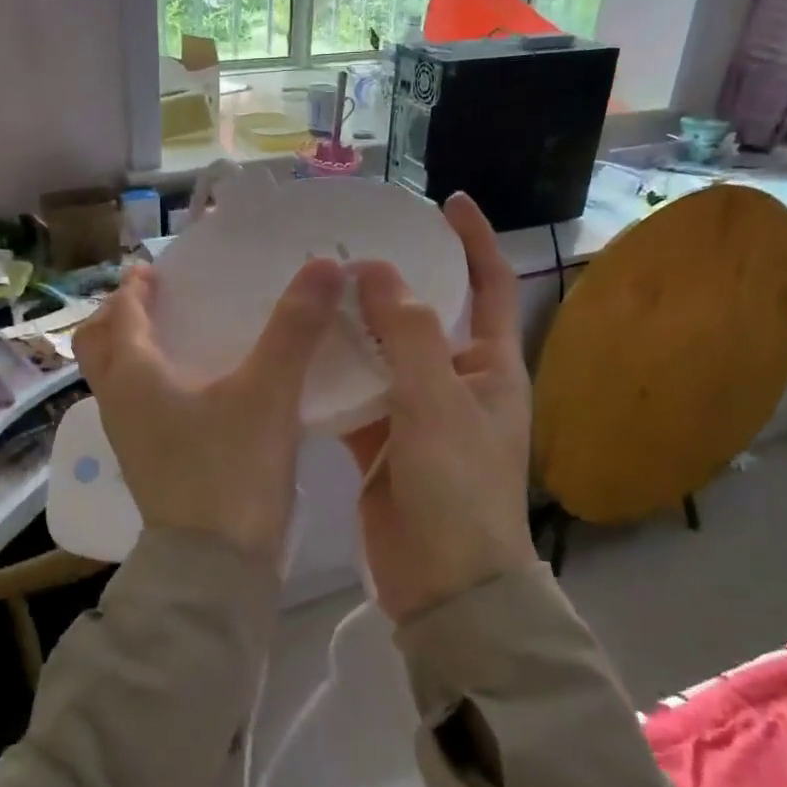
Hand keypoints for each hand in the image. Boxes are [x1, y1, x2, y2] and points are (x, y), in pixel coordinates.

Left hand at [72, 257, 346, 565]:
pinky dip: (151, 386)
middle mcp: (119, 403)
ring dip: (133, 353)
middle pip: (98, 347)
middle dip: (119, 318)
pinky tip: (196, 392)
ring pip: (115, 380)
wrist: (215, 568)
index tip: (154, 269)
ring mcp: (128, 439)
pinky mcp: (147, 466)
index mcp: (134, 375)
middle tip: (154, 302)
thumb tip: (325, 265)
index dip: (136, 288)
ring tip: (177, 340)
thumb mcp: (269, 392)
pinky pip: (136, 408)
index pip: (123, 315)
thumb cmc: (231, 469)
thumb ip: (295, 328)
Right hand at [344, 194, 538, 621]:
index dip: (473, 240)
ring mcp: (416, 413)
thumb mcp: (437, 401)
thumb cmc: (457, 487)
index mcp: (491, 367)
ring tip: (310, 289)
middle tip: (345, 248)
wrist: (444, 585)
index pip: (489, 286)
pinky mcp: (380, 442)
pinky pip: (354, 395)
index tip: (443, 201)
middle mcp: (455, 382)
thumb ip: (408, 332)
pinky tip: (295, 352)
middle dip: (391, 282)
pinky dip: (331, 377)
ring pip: (381, 355)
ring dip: (353, 328)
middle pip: (423, 316)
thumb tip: (375, 269)